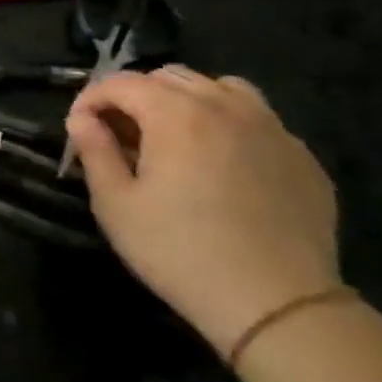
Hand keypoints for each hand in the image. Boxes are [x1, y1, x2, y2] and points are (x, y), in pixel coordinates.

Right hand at [64, 67, 339, 356]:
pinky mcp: (301, 156)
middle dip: (136, 96)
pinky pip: (257, 119)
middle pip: (169, 77)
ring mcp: (272, 128)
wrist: (276, 304)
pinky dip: (228, 124)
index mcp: (176, 114)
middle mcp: (225, 107)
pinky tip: (222, 164)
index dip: (91, 98)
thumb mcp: (116, 205)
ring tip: (174, 137)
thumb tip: (82, 119)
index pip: (121, 82)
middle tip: (122, 134)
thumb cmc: (180, 252)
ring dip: (186, 101)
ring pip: (220, 88)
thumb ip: (95, 151)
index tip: (80, 127)